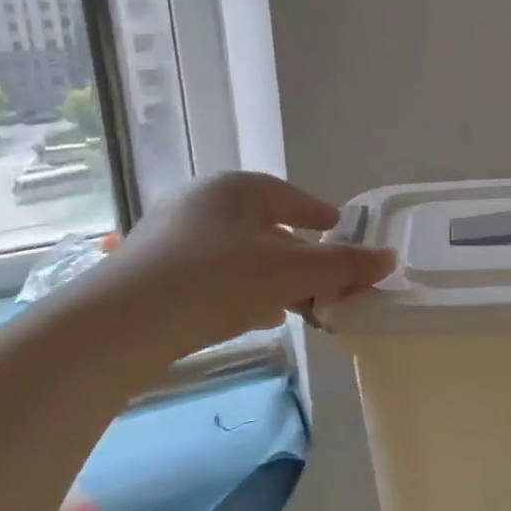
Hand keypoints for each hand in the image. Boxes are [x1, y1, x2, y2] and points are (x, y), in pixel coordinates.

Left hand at [79, 172, 395, 363]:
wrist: (121, 323)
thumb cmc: (219, 280)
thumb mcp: (292, 273)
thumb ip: (344, 265)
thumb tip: (390, 258)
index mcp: (239, 188)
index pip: (294, 197)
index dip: (322, 216)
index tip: (340, 231)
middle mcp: (203, 200)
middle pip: (266, 226)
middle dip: (299, 254)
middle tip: (322, 279)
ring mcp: (171, 232)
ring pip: (238, 251)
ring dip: (270, 275)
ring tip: (293, 303)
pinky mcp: (151, 267)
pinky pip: (211, 272)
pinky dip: (238, 288)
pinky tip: (251, 315)